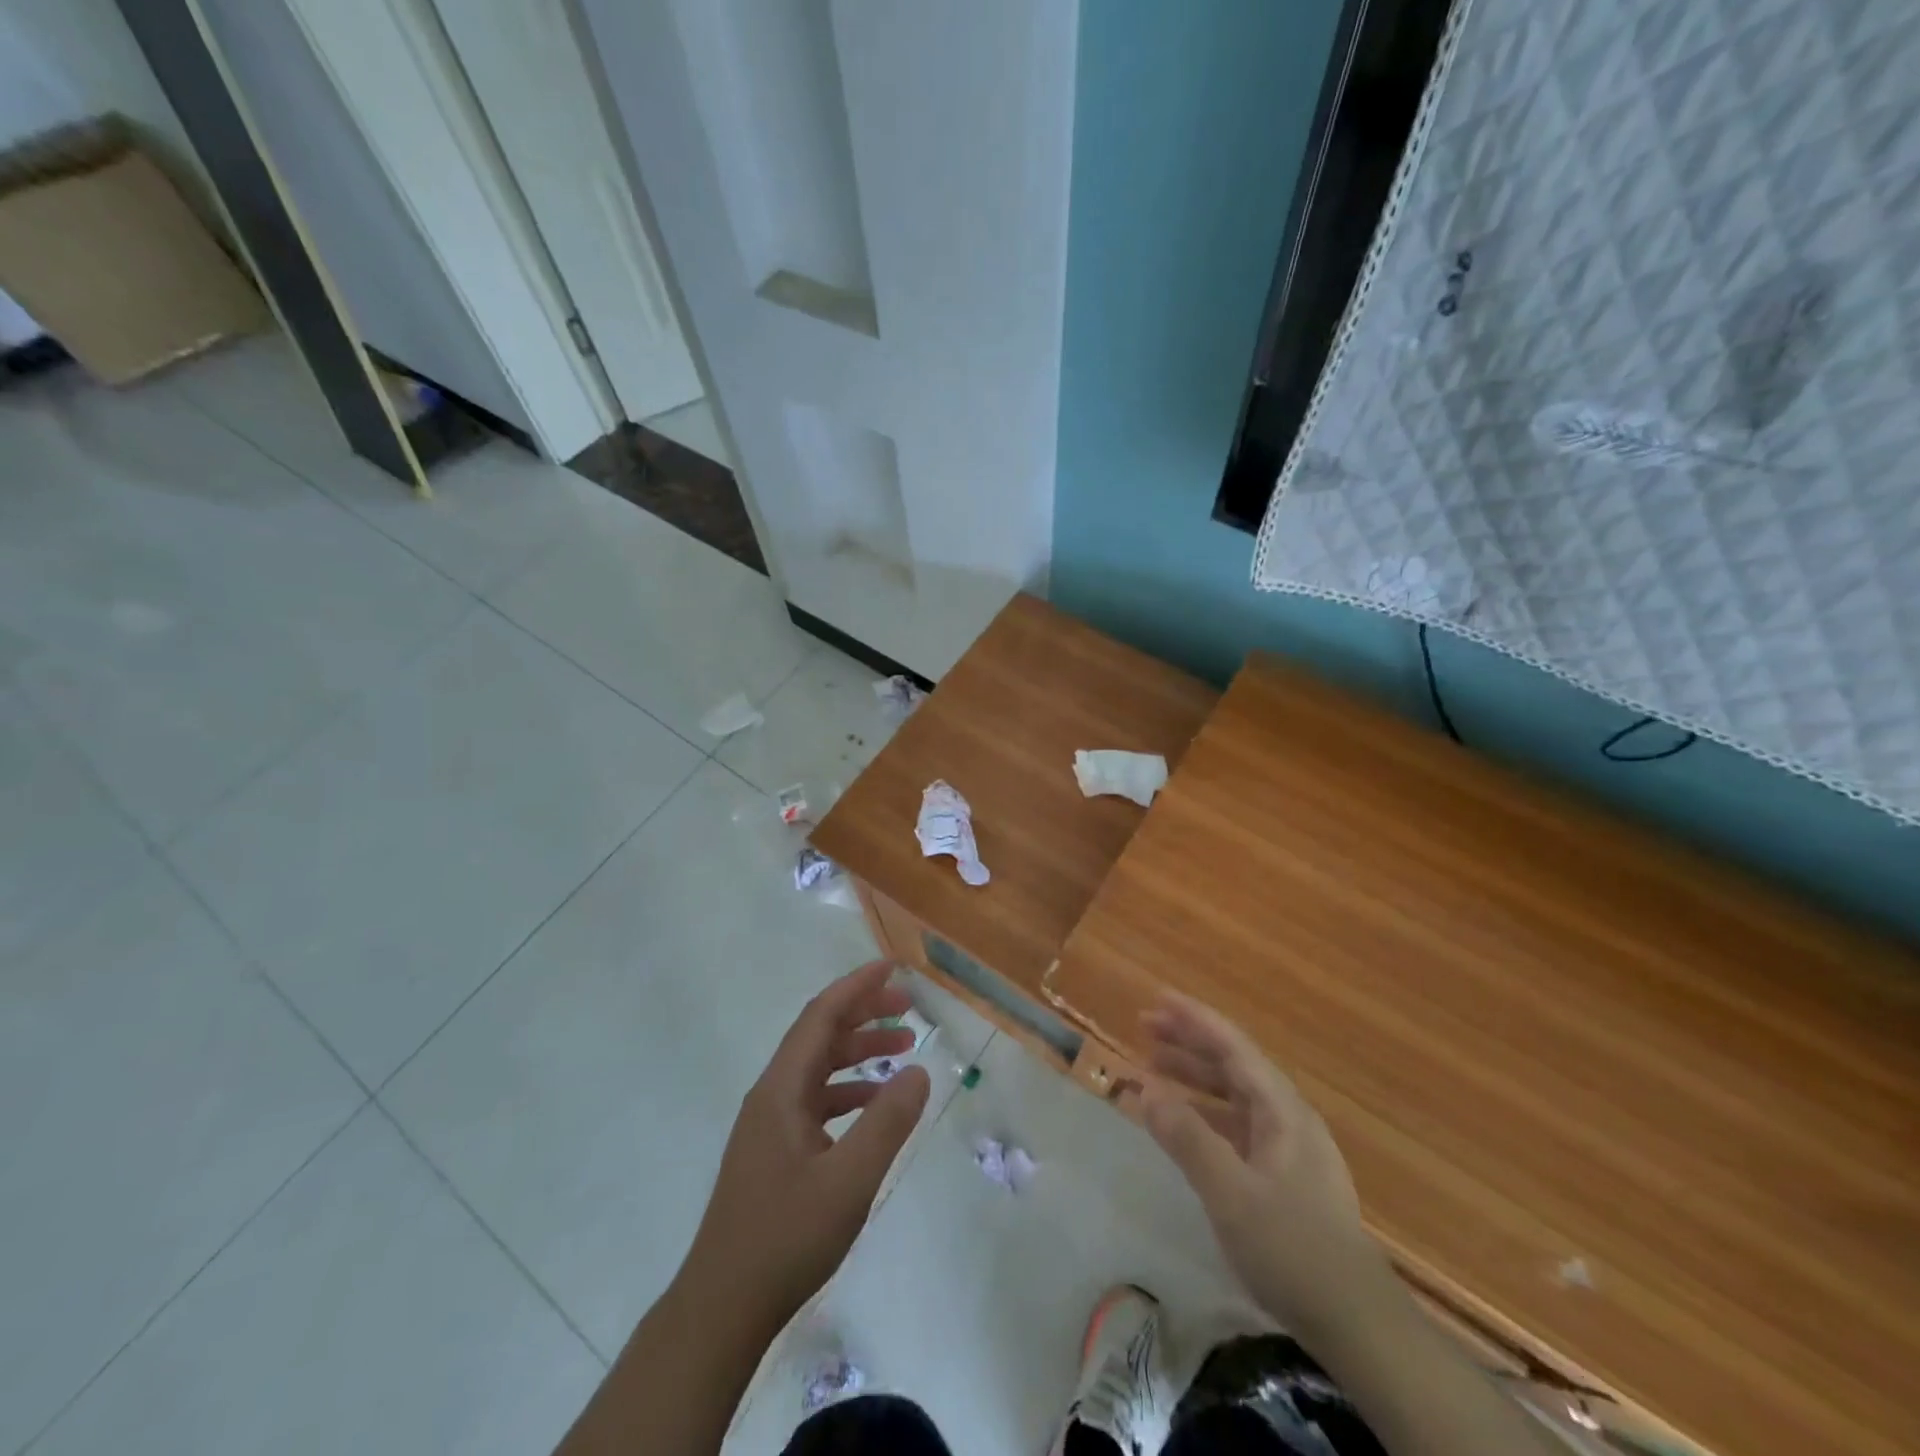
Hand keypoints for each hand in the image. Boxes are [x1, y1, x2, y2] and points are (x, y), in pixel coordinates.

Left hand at [682, 961, 931, 1332]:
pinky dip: (849, 1090)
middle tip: (908, 1007)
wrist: (722, 1308)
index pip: (821, 1016)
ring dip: (859, 1052)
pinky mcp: (774, 1152)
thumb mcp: (849, 1180)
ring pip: (819, 1067)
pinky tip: (876, 1105)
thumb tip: (919, 1070)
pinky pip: (816, 1100)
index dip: (856, 987)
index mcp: (782, 1089)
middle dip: (863, 1014)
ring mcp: (770, 1124)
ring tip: (904, 1049)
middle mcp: (772, 1095)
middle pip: (820, 1035)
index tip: (892, 968)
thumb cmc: (786, 1238)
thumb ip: (887, 1121)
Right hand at [1136, 991, 1386, 1336]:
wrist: (1357, 1324)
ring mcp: (1291, 1147)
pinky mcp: (1287, 1176)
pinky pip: (1239, 1124)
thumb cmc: (1292, 1249)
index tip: (1157, 998)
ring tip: (1154, 1068)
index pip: (1233, 1046)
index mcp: (1282, 1109)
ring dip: (1195, 1076)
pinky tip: (1185, 1124)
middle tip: (1144, 1028)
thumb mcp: (1230, 1192)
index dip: (1194, 1019)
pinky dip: (1207, 1113)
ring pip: (1236, 1094)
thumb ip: (1187, 1137)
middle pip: (1234, 1064)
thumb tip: (1146, 1087)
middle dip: (1189, 1042)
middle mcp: (1289, 1117)